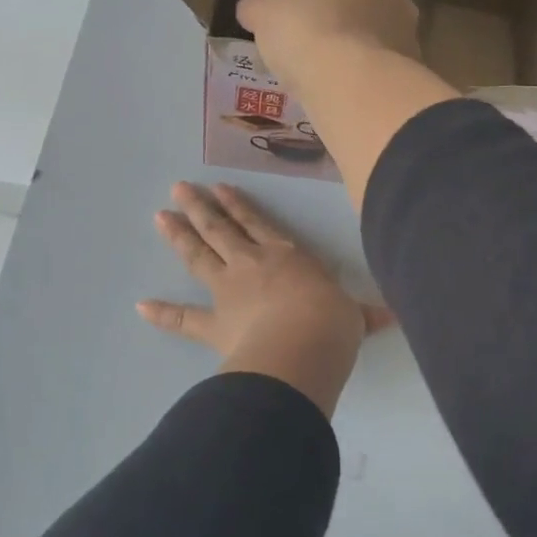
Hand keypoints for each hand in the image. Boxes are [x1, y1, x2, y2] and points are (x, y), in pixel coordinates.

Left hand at [138, 182, 390, 415]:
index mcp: (286, 256)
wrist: (302, 347)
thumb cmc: (332, 323)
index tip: (221, 189)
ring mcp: (228, 290)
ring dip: (179, 236)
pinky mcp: (214, 323)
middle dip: (200, 208)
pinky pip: (183, 319)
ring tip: (160, 217)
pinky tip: (141, 305)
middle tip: (178, 189)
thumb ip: (366, 315)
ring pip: (199, 256)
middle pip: (220, 230)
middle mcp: (252, 264)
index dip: (239, 206)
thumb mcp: (354, 316)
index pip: (258, 223)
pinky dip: (162, 313)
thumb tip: (395, 316)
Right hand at [237, 0, 421, 90]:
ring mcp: (410, 39)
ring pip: (373, 46)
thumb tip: (250, 8)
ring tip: (322, 81)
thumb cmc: (308, 31)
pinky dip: (362, 85)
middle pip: (360, 11)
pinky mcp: (411, 78)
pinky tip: (340, 98)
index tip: (296, 21)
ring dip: (352, 59)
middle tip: (308, 52)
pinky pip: (379, 77)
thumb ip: (257, 5)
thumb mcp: (265, 12)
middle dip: (338, 29)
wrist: (351, 85)